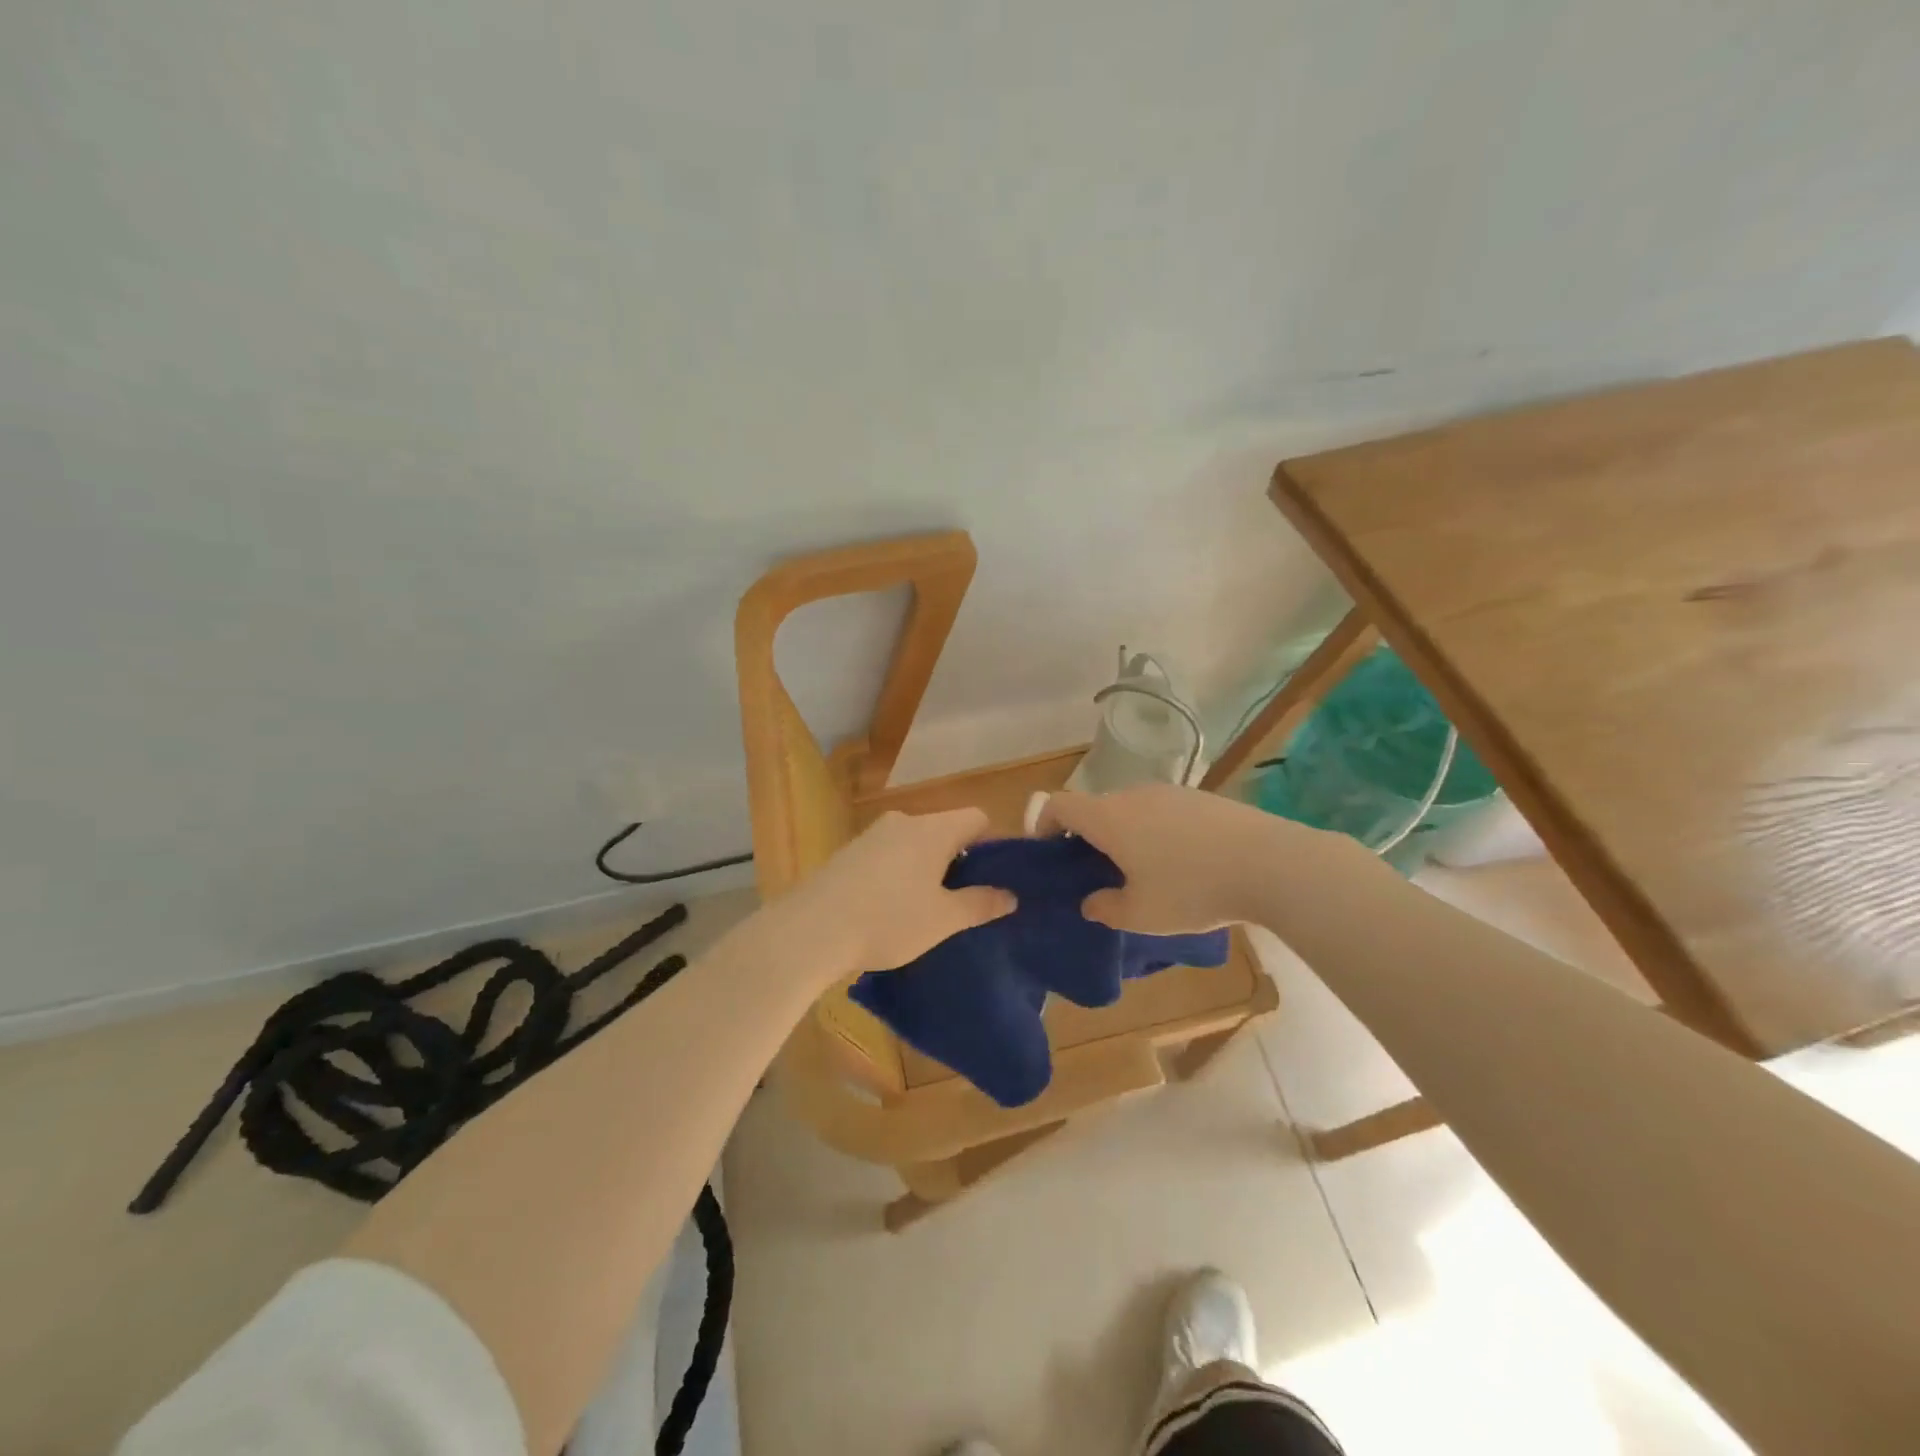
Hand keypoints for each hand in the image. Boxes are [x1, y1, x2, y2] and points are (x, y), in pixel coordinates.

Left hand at [776, 808, 1015, 977]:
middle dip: (959, 860)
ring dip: (927, 868)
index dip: (993, 843)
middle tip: (965, 900)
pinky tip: (891, 908)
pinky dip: (899, 873)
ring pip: (914, 843)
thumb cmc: (889, 920)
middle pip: (945, 830)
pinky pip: (888, 855)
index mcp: (933, 829)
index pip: (977, 818)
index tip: (996, 877)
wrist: (811, 929)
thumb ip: (980, 904)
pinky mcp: (848, 852)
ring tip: (928, 909)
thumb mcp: (943, 920)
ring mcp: (872, 835)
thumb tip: (1010, 896)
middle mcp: (904, 821)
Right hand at [1038, 784, 1322, 934]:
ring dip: (1123, 834)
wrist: (1269, 863)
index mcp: (1108, 818)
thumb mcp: (1142, 914)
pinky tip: (1181, 863)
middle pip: (1094, 807)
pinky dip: (1154, 831)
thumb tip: (1091, 902)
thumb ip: (1107, 908)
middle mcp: (1133, 795)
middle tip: (1095, 873)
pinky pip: (1161, 811)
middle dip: (1086, 837)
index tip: (1047, 853)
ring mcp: (1169, 792)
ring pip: (1130, 809)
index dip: (1043, 824)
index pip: (1058, 805)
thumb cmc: (1193, 889)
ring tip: (1141, 872)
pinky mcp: (1200, 797)